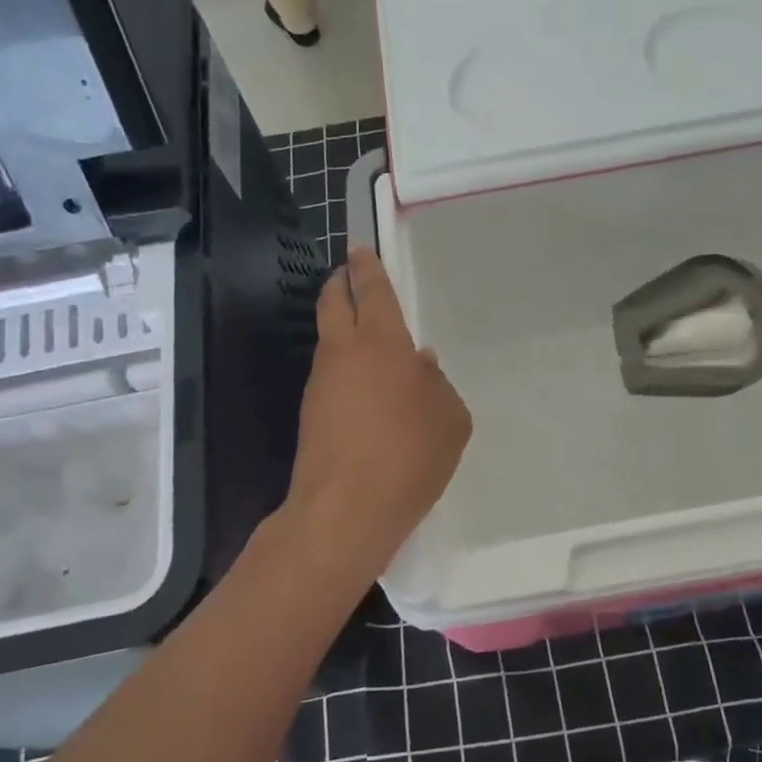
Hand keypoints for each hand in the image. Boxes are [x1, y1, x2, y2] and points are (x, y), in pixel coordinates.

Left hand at [281, 248, 471, 581]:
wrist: (344, 512)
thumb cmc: (409, 457)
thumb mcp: (450, 419)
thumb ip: (438, 385)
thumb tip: (421, 367)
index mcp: (382, 343)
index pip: (370, 291)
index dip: (366, 266)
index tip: (359, 249)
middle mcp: (344, 353)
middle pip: (332, 302)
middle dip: (341, 282)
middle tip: (351, 274)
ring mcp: (320, 383)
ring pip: (328, 339)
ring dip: (343, 327)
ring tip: (371, 340)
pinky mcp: (311, 414)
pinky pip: (330, 374)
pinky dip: (344, 366)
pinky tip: (366, 390)